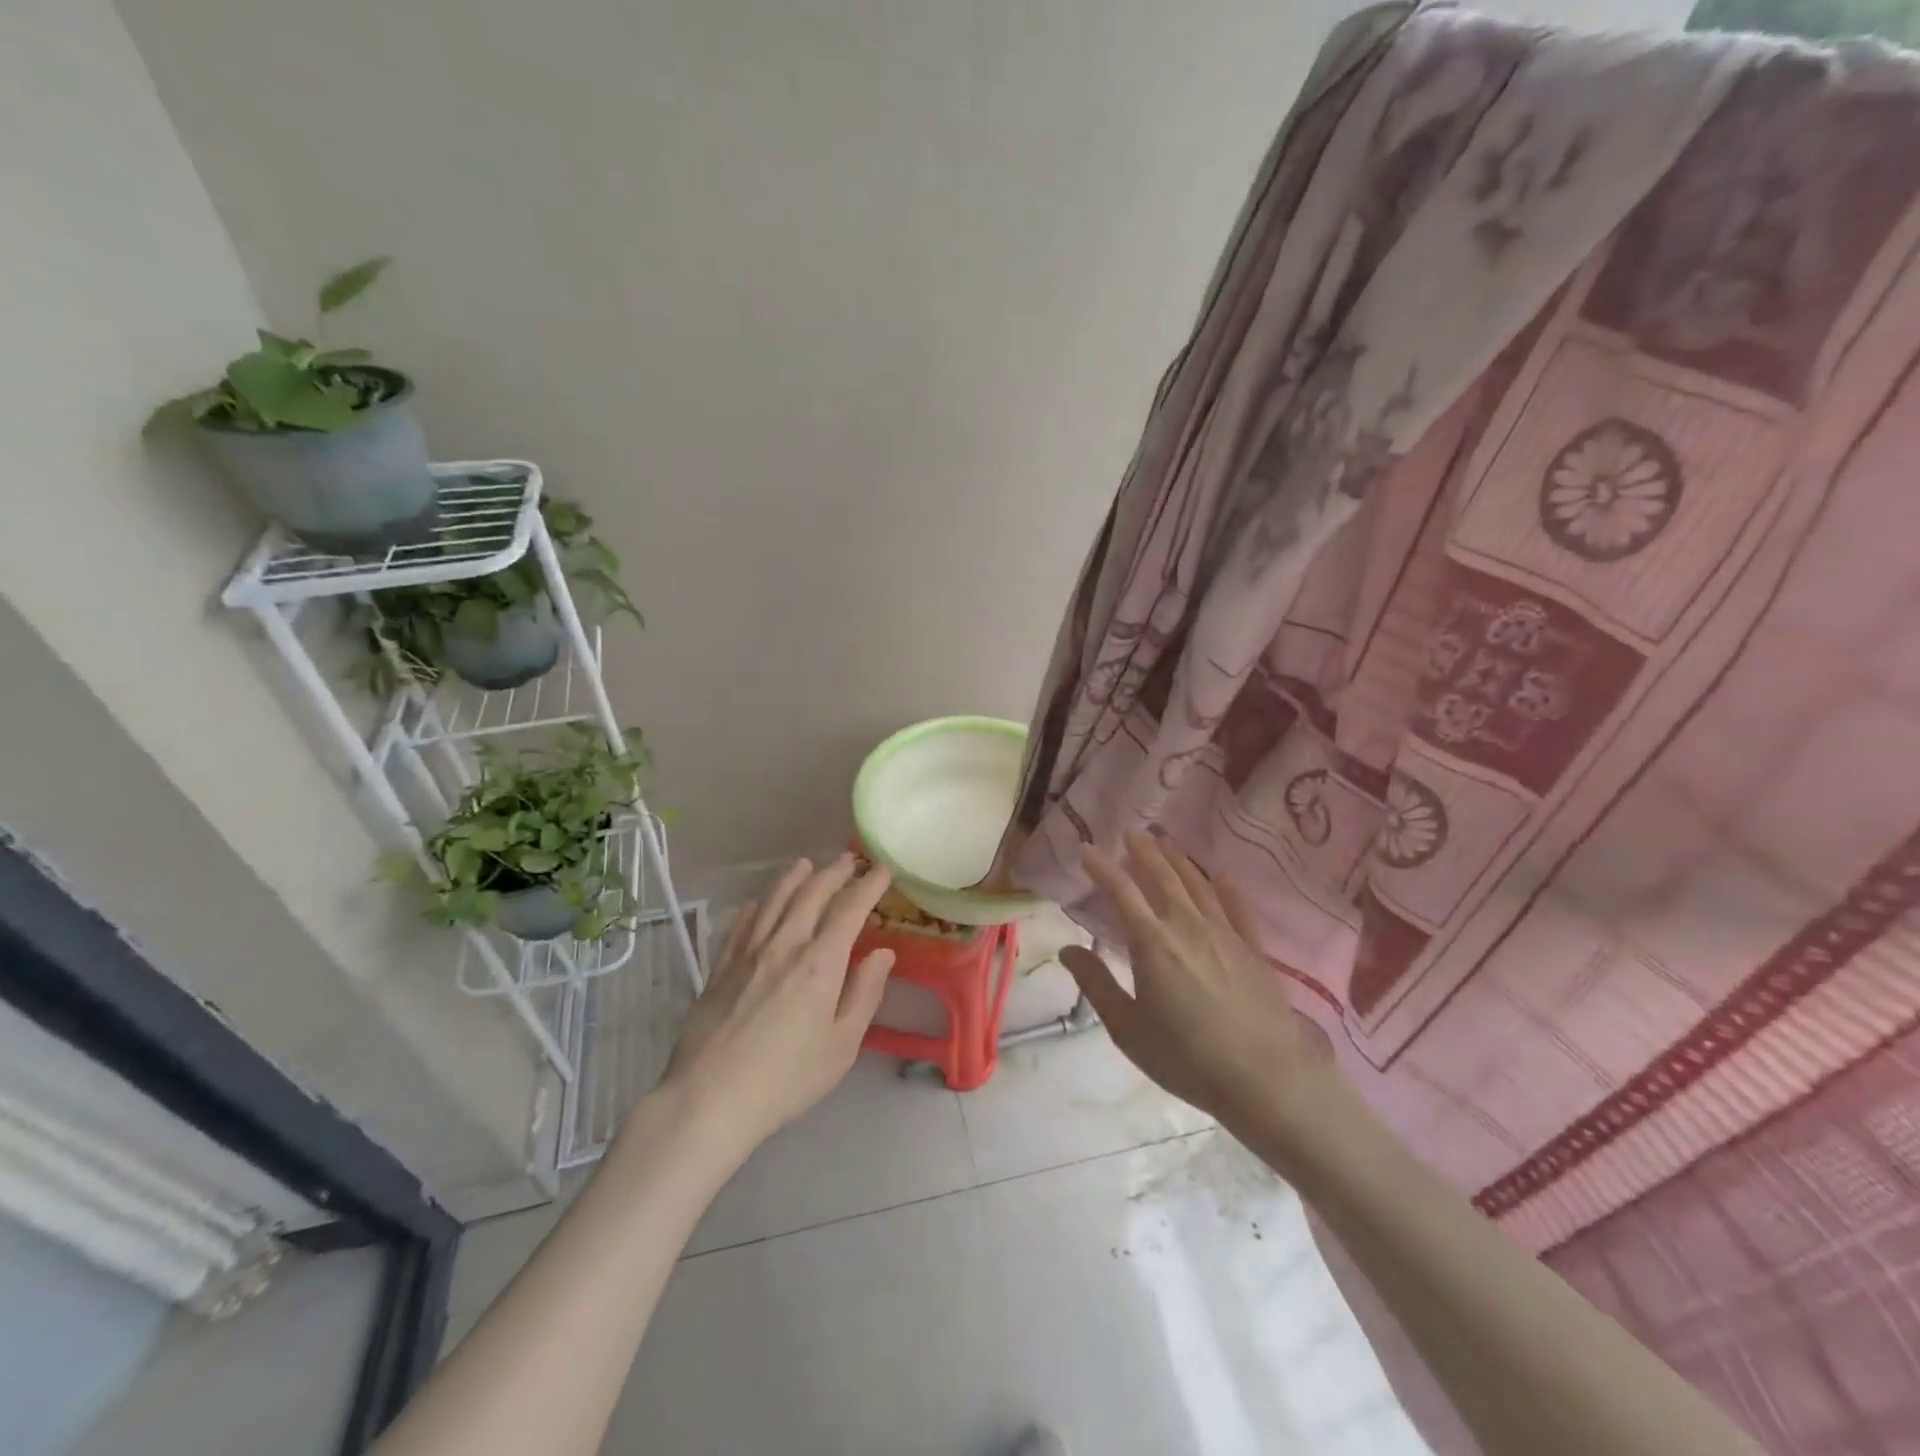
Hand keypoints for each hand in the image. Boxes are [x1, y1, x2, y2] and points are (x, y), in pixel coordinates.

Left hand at [660, 854, 894, 1159]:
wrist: (709, 1099)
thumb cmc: (786, 1079)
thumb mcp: (842, 1045)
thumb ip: (864, 994)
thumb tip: (882, 953)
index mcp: (820, 963)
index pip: (849, 911)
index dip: (868, 886)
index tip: (882, 870)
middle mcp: (784, 946)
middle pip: (810, 895)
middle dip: (833, 873)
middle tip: (849, 860)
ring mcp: (747, 954)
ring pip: (772, 902)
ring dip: (792, 878)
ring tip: (804, 864)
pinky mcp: (719, 969)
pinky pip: (739, 925)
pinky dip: (754, 907)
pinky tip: (755, 902)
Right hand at [1060, 832, 1333, 1133]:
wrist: (1264, 1078)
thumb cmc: (1186, 1057)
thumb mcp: (1128, 1028)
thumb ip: (1097, 985)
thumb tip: (1068, 949)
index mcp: (1151, 943)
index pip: (1121, 892)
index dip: (1102, 868)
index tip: (1087, 850)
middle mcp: (1187, 926)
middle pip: (1162, 877)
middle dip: (1144, 852)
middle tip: (1133, 832)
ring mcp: (1224, 934)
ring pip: (1197, 885)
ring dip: (1179, 861)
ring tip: (1167, 843)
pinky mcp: (1252, 950)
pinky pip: (1237, 908)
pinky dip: (1226, 888)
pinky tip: (1221, 876)